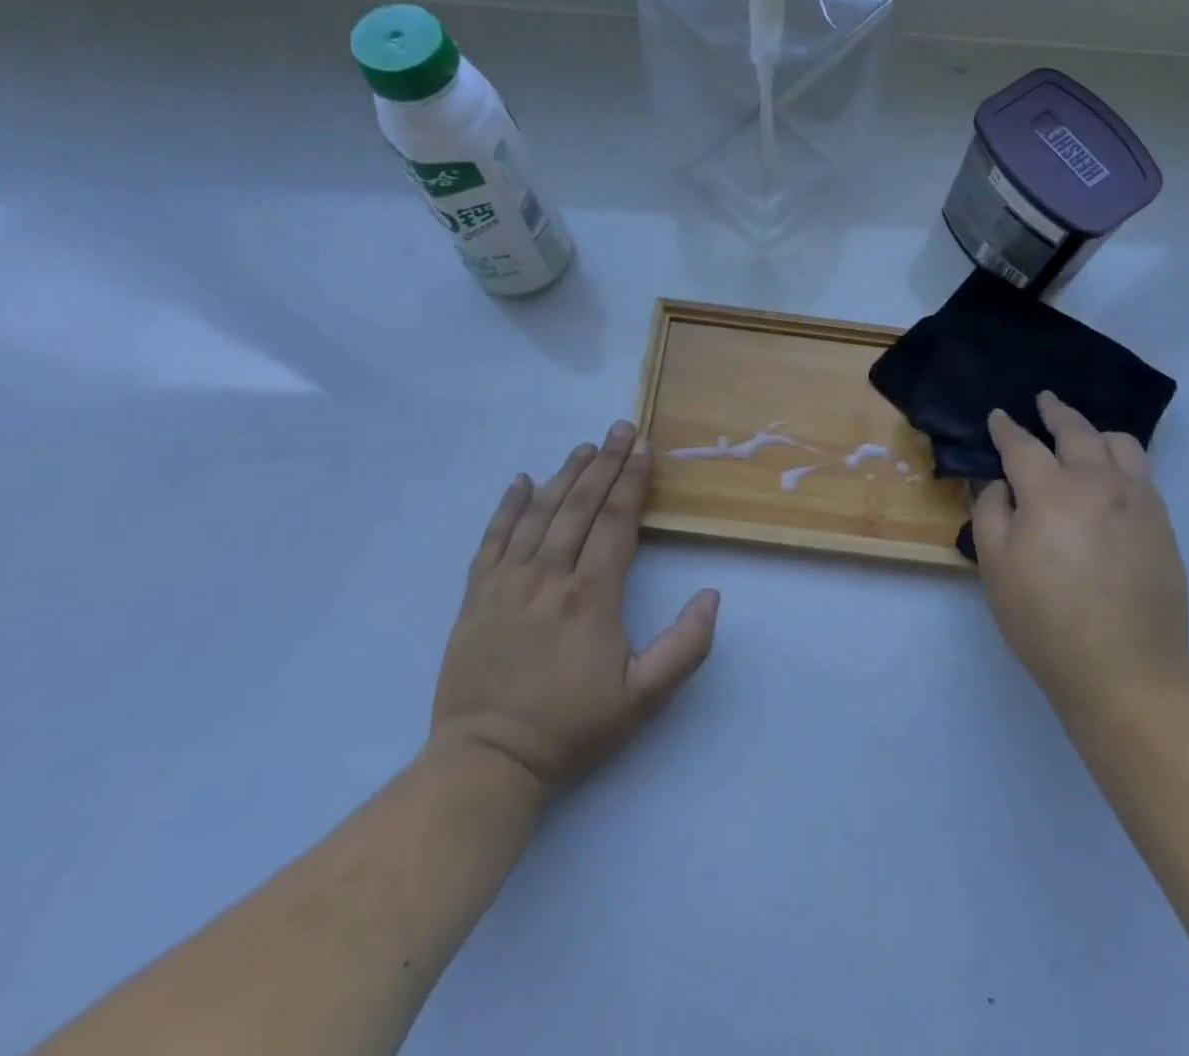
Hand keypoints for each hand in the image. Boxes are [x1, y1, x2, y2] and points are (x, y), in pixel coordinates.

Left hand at [428, 422, 719, 791]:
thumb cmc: (571, 726)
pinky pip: (492, 538)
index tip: (644, 447)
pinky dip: (508, 506)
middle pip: (580, 506)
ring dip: (565, 475)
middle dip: (604, 463)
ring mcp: (507, 582)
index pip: (617, 522)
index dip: (632, 480)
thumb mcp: (643, 698)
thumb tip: (711, 594)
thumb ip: (685, 647)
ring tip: (584, 447)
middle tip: (620, 428)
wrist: (488, 759)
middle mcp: (549, 576)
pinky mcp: (476, 595)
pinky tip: (521, 481)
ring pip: (539, 513)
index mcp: (591, 595)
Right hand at [971, 392, 1188, 723]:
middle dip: (1055, 412)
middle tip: (1044, 401)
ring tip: (1082, 436)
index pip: (1022, 446)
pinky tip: (1110, 473)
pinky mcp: (1162, 523)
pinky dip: (1121, 458)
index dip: (1006, 428)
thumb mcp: (995, 566)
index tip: (998, 416)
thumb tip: (1002, 484)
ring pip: (1119, 444)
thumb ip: (991, 512)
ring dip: (1094, 431)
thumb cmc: (1045, 619)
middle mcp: (1098, 483)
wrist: (1125, 670)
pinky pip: (1142, 472)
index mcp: (1051, 492)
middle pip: (1076, 431)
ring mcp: (1138, 501)